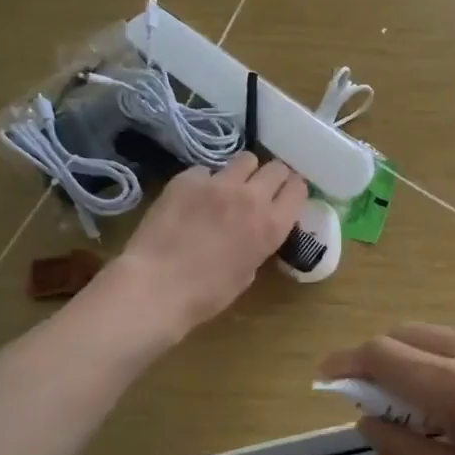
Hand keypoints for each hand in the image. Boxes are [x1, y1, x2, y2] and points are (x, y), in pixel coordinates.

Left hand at [114, 153, 306, 334]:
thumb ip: (259, 243)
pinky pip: (206, 171)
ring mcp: (219, 183)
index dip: (292, 191)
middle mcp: (251, 197)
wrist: (156, 286)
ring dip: (242, 173)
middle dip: (271, 178)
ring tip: (228, 188)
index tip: (284, 197)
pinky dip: (204, 182)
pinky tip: (192, 199)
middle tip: (259, 191)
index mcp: (272, 225)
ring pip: (245, 159)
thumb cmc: (206, 294)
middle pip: (276, 168)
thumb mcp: (247, 273)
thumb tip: (254, 231)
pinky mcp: (188, 178)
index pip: (298, 188)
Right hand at [318, 325, 454, 454]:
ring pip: (448, 340)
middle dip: (383, 361)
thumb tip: (370, 421)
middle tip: (383, 405)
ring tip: (446, 415)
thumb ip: (405, 453)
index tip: (327, 377)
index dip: (346, 362)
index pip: (380, 354)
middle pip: (410, 336)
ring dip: (427, 365)